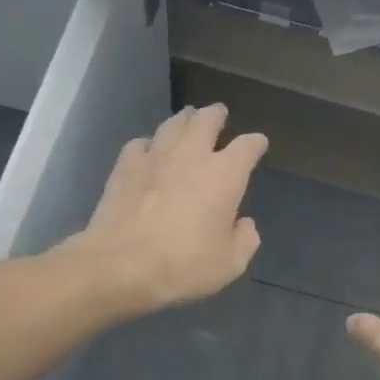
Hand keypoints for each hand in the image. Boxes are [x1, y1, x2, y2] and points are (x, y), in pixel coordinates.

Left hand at [62, 104, 267, 317]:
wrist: (122, 264)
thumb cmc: (184, 265)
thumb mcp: (229, 264)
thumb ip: (245, 240)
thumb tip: (245, 224)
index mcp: (225, 175)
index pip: (247, 146)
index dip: (255, 144)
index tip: (258, 144)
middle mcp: (192, 155)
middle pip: (207, 120)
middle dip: (216, 115)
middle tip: (218, 114)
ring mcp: (155, 155)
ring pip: (173, 124)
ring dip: (184, 120)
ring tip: (187, 120)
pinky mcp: (125, 165)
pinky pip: (142, 143)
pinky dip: (150, 144)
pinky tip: (149, 151)